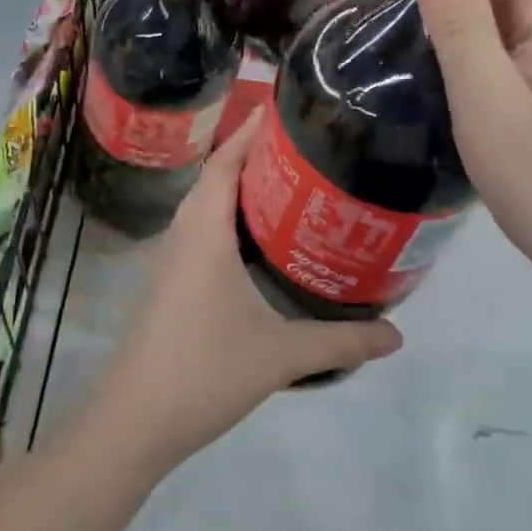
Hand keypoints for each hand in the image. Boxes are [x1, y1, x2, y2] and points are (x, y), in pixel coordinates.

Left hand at [86, 109, 402, 477]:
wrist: (134, 421)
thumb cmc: (204, 369)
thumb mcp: (280, 355)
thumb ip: (340, 342)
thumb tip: (397, 336)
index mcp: (205, 230)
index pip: (225, 161)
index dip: (251, 131)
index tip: (285, 109)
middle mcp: (185, 232)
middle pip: (216, 174)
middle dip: (252, 152)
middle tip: (302, 143)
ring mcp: (173, 258)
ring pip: (206, 203)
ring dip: (238, 184)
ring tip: (288, 180)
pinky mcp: (171, 281)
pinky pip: (202, 229)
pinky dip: (229, 216)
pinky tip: (259, 238)